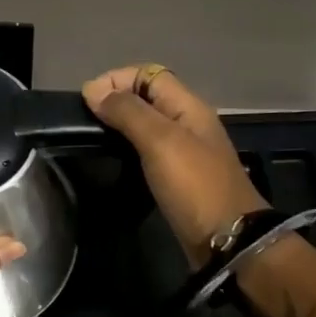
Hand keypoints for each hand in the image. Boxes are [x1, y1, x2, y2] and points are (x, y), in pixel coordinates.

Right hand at [82, 65, 264, 262]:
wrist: (229, 242)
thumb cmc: (195, 186)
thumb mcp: (160, 141)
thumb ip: (128, 112)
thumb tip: (94, 90)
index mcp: (188, 106)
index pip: (147, 73)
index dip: (116, 79)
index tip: (88, 101)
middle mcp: (186, 122)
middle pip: (145, 96)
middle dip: (114, 100)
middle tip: (86, 121)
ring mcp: (183, 151)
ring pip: (145, 123)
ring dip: (119, 124)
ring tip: (93, 138)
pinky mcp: (177, 176)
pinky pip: (147, 150)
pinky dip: (127, 148)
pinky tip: (113, 160)